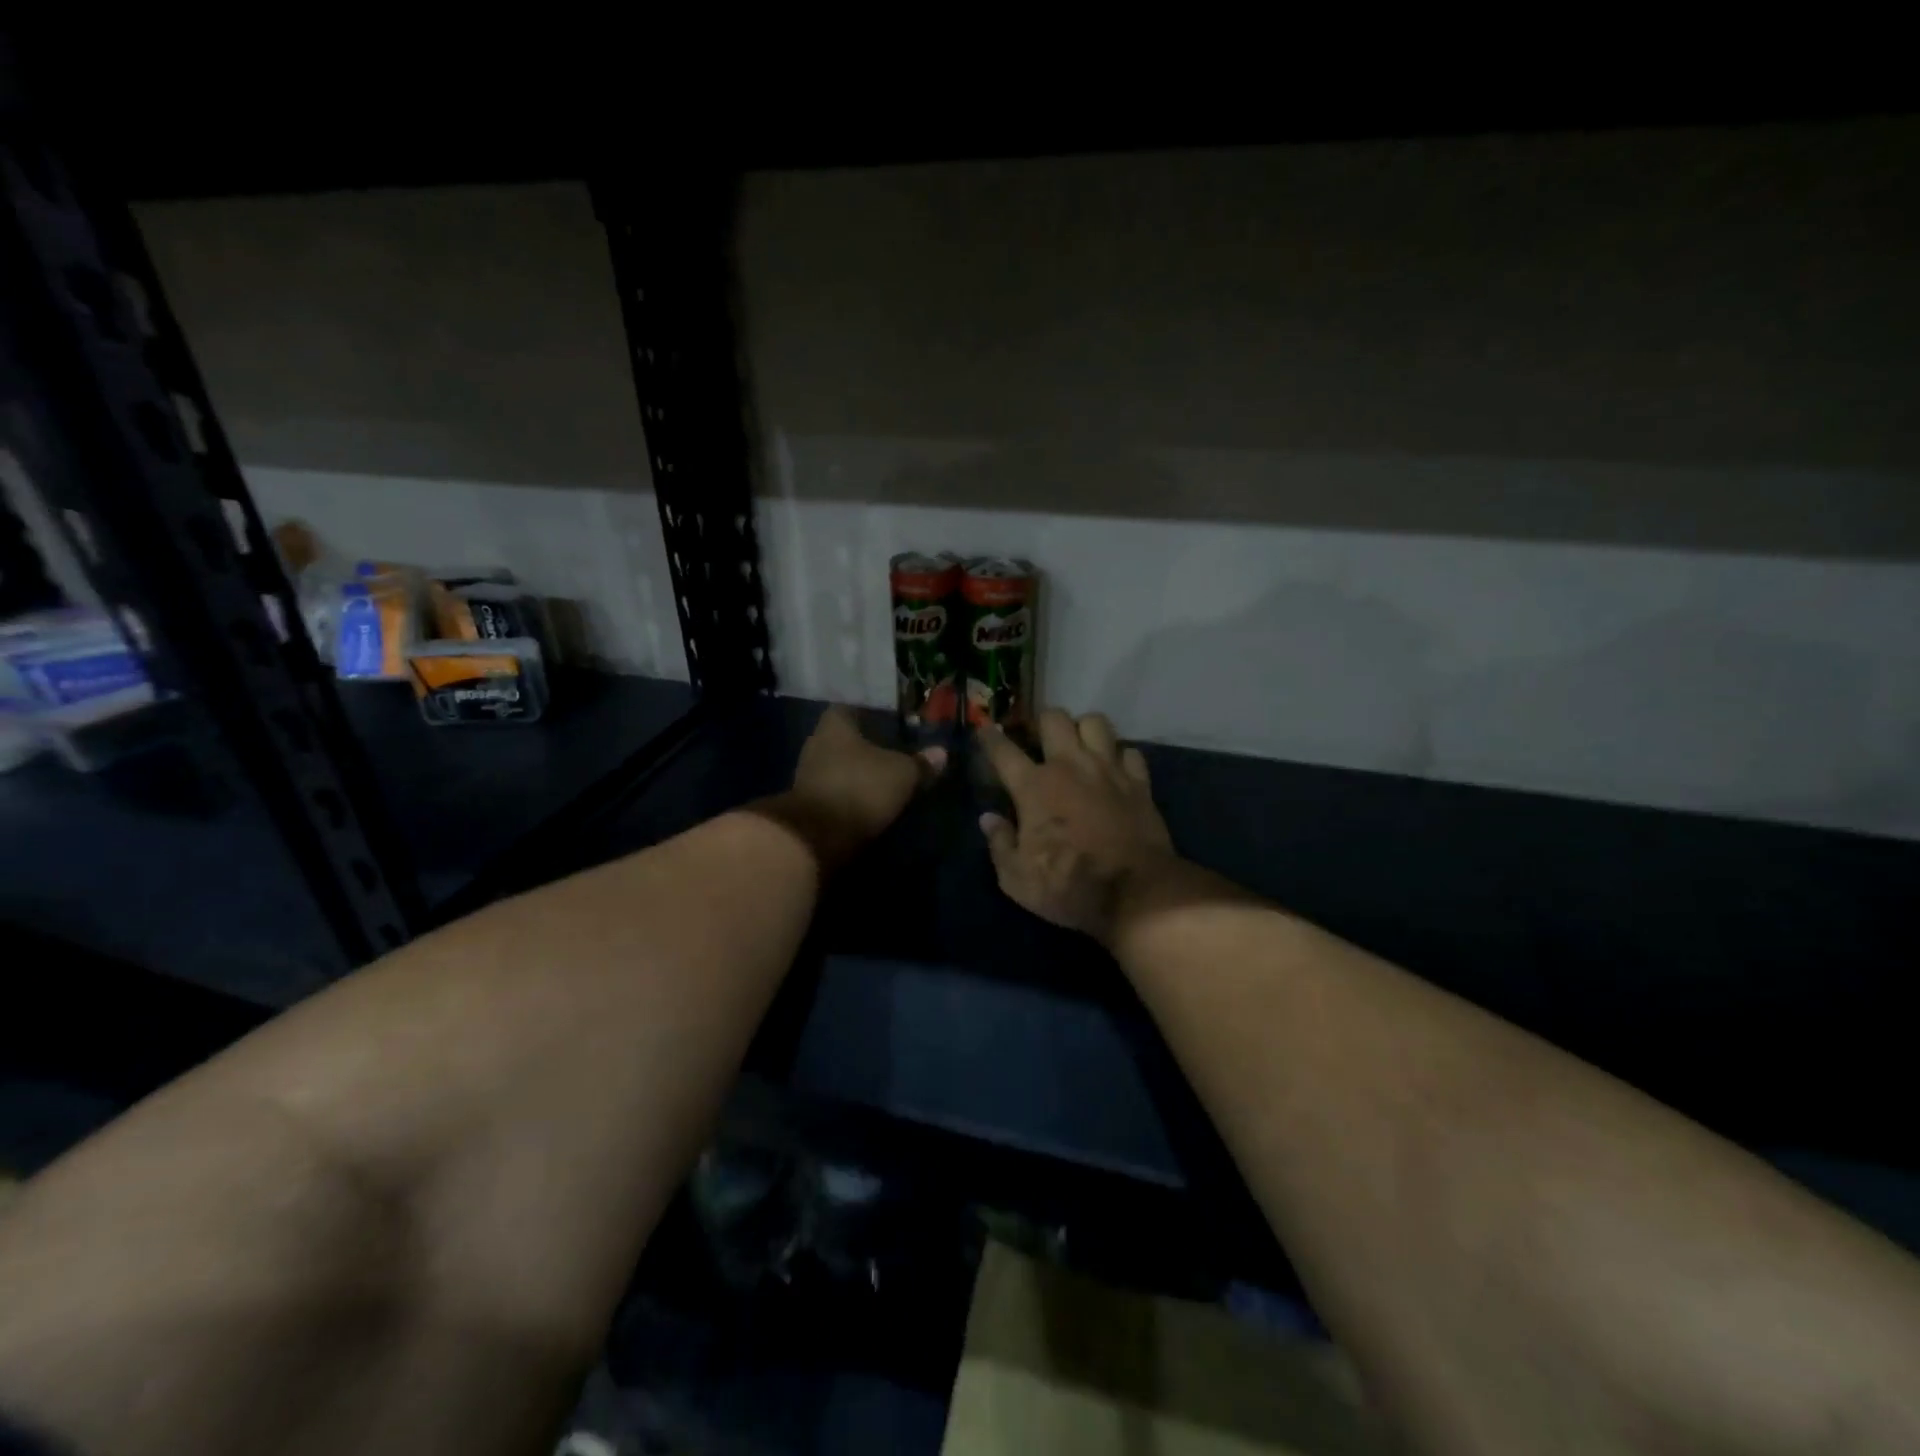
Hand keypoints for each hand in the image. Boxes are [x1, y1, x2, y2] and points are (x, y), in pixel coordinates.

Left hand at [776, 706, 945, 868]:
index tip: (894, 724)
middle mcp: (816, 743)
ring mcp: (807, 775)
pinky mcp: (807, 804)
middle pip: (845, 739)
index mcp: (835, 725)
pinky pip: (835, 791)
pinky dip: (851, 796)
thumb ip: (921, 763)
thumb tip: (942, 753)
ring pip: (839, 766)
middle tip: (895, 753)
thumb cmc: (860, 788)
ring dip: (859, 774)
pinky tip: (869, 803)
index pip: (852, 708)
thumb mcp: (902, 774)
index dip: (874, 715)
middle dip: (867, 747)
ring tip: (885, 781)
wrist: (816, 837)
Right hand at [978, 709, 1176, 942]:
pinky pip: (1130, 751)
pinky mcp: (1139, 782)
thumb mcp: (1017, 879)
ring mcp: (1108, 769)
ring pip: (1095, 722)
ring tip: (1079, 746)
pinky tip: (1115, 770)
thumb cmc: (1068, 887)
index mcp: (1034, 787)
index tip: (984, 729)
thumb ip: (1000, 844)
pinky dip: (1120, 757)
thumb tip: (988, 818)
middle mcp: (1070, 766)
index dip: (989, 737)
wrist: (1135, 894)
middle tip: (1039, 739)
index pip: (1003, 750)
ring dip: (1083, 730)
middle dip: (1042, 723)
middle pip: (1054, 718)